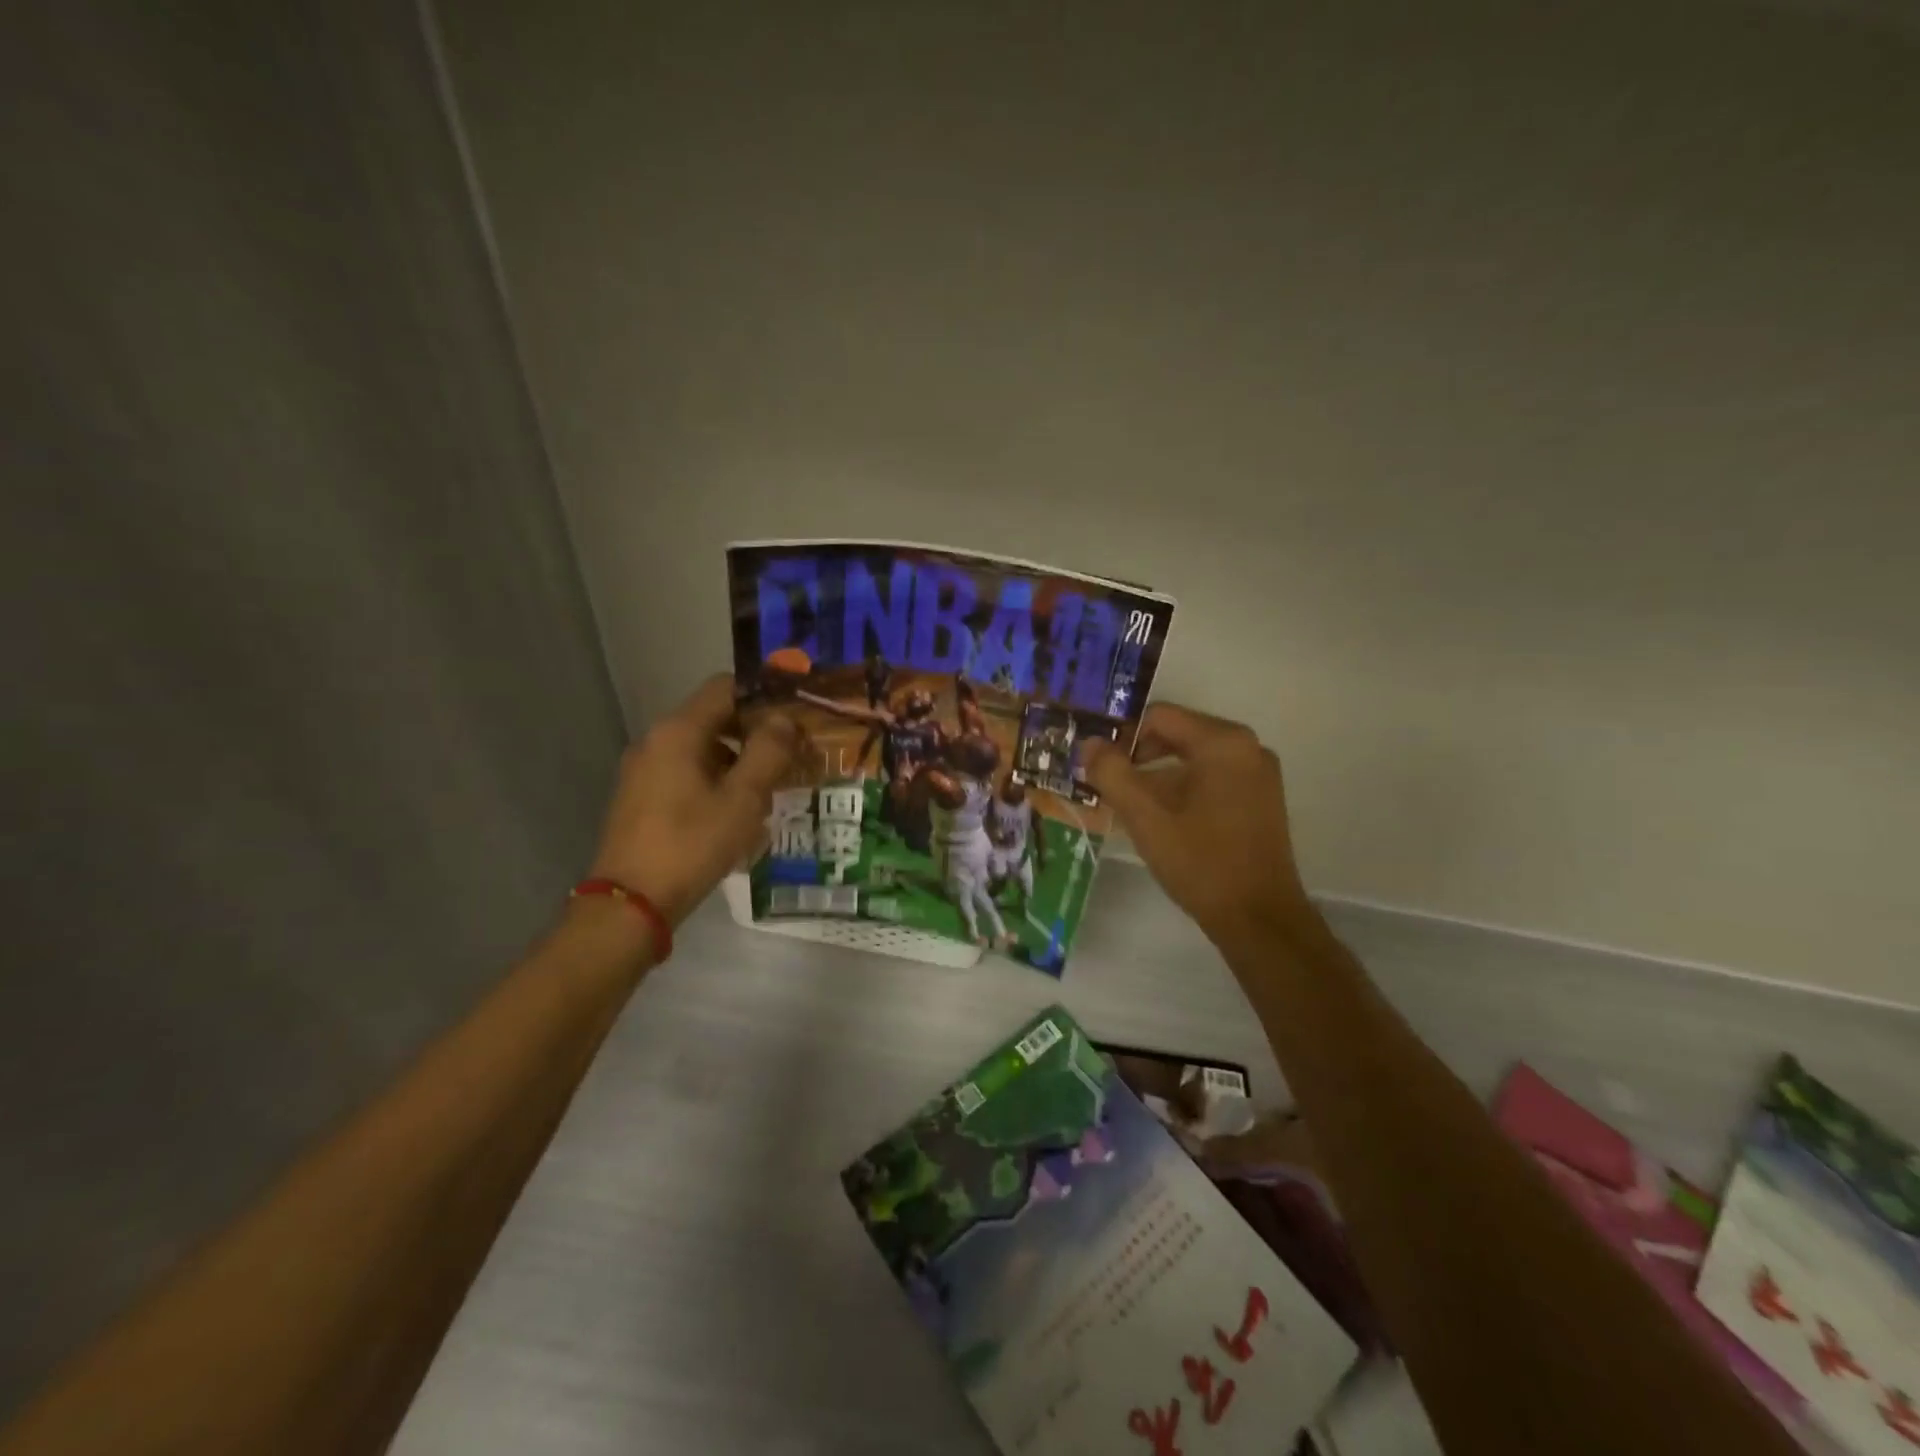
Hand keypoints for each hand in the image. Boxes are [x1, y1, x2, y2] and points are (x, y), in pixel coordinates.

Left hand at [586, 674, 801, 924]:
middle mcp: (656, 740)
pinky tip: (737, 810)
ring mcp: (644, 769)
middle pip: (713, 717)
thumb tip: (783, 720)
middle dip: (755, 732)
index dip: (763, 696)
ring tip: (771, 786)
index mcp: (678, 731)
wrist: (630, 903)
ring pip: (701, 747)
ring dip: (737, 759)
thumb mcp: (743, 798)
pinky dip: (715, 778)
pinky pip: (685, 771)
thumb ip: (768, 751)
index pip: (725, 687)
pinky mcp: (640, 796)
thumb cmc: (692, 844)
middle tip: (791, 754)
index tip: (795, 716)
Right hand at [1082, 703, 1315, 945]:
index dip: (1122, 736)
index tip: (1099, 766)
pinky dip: (1182, 787)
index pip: (1159, 716)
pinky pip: (1211, 776)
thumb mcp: (1145, 817)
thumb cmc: (1200, 861)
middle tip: (1108, 784)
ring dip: (1157, 775)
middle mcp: (1247, 747)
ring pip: (1193, 758)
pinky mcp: (1260, 798)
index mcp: (1223, 742)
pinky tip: (1162, 818)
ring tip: (1129, 805)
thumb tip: (1089, 743)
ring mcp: (1258, 773)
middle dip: (1138, 756)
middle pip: (1177, 734)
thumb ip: (1111, 773)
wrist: (1259, 918)